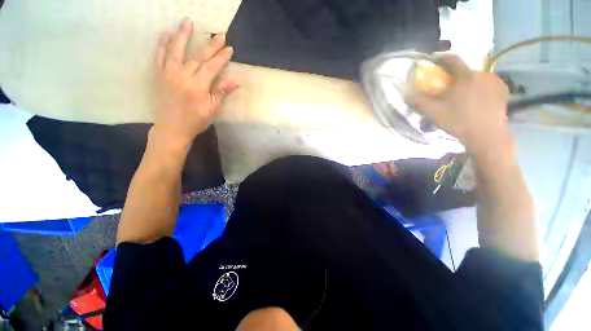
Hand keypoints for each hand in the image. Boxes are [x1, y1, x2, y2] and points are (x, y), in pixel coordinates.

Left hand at [153, 18, 238, 144]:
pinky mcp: (159, 75)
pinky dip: (162, 44)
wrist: (172, 128)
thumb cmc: (195, 120)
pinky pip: (159, 56)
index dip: (221, 57)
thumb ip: (221, 93)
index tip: (230, 48)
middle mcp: (183, 76)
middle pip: (198, 56)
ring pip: (176, 50)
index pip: (212, 67)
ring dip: (183, 35)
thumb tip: (235, 82)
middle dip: (210, 45)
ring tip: (188, 21)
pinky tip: (166, 34)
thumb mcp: (212, 109)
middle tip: (219, 34)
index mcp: (198, 86)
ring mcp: (168, 74)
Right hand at [409, 54, 511, 156]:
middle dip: (455, 76)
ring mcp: (496, 81)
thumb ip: (418, 101)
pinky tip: (477, 100)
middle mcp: (483, 74)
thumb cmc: (459, 122)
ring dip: (468, 82)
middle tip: (449, 89)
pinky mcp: (503, 90)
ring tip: (463, 96)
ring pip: (477, 77)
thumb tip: (406, 94)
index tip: (435, 61)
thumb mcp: (434, 112)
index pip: (453, 60)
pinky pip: (488, 84)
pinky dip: (481, 88)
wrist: (487, 136)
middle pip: (465, 70)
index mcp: (466, 76)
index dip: (442, 58)